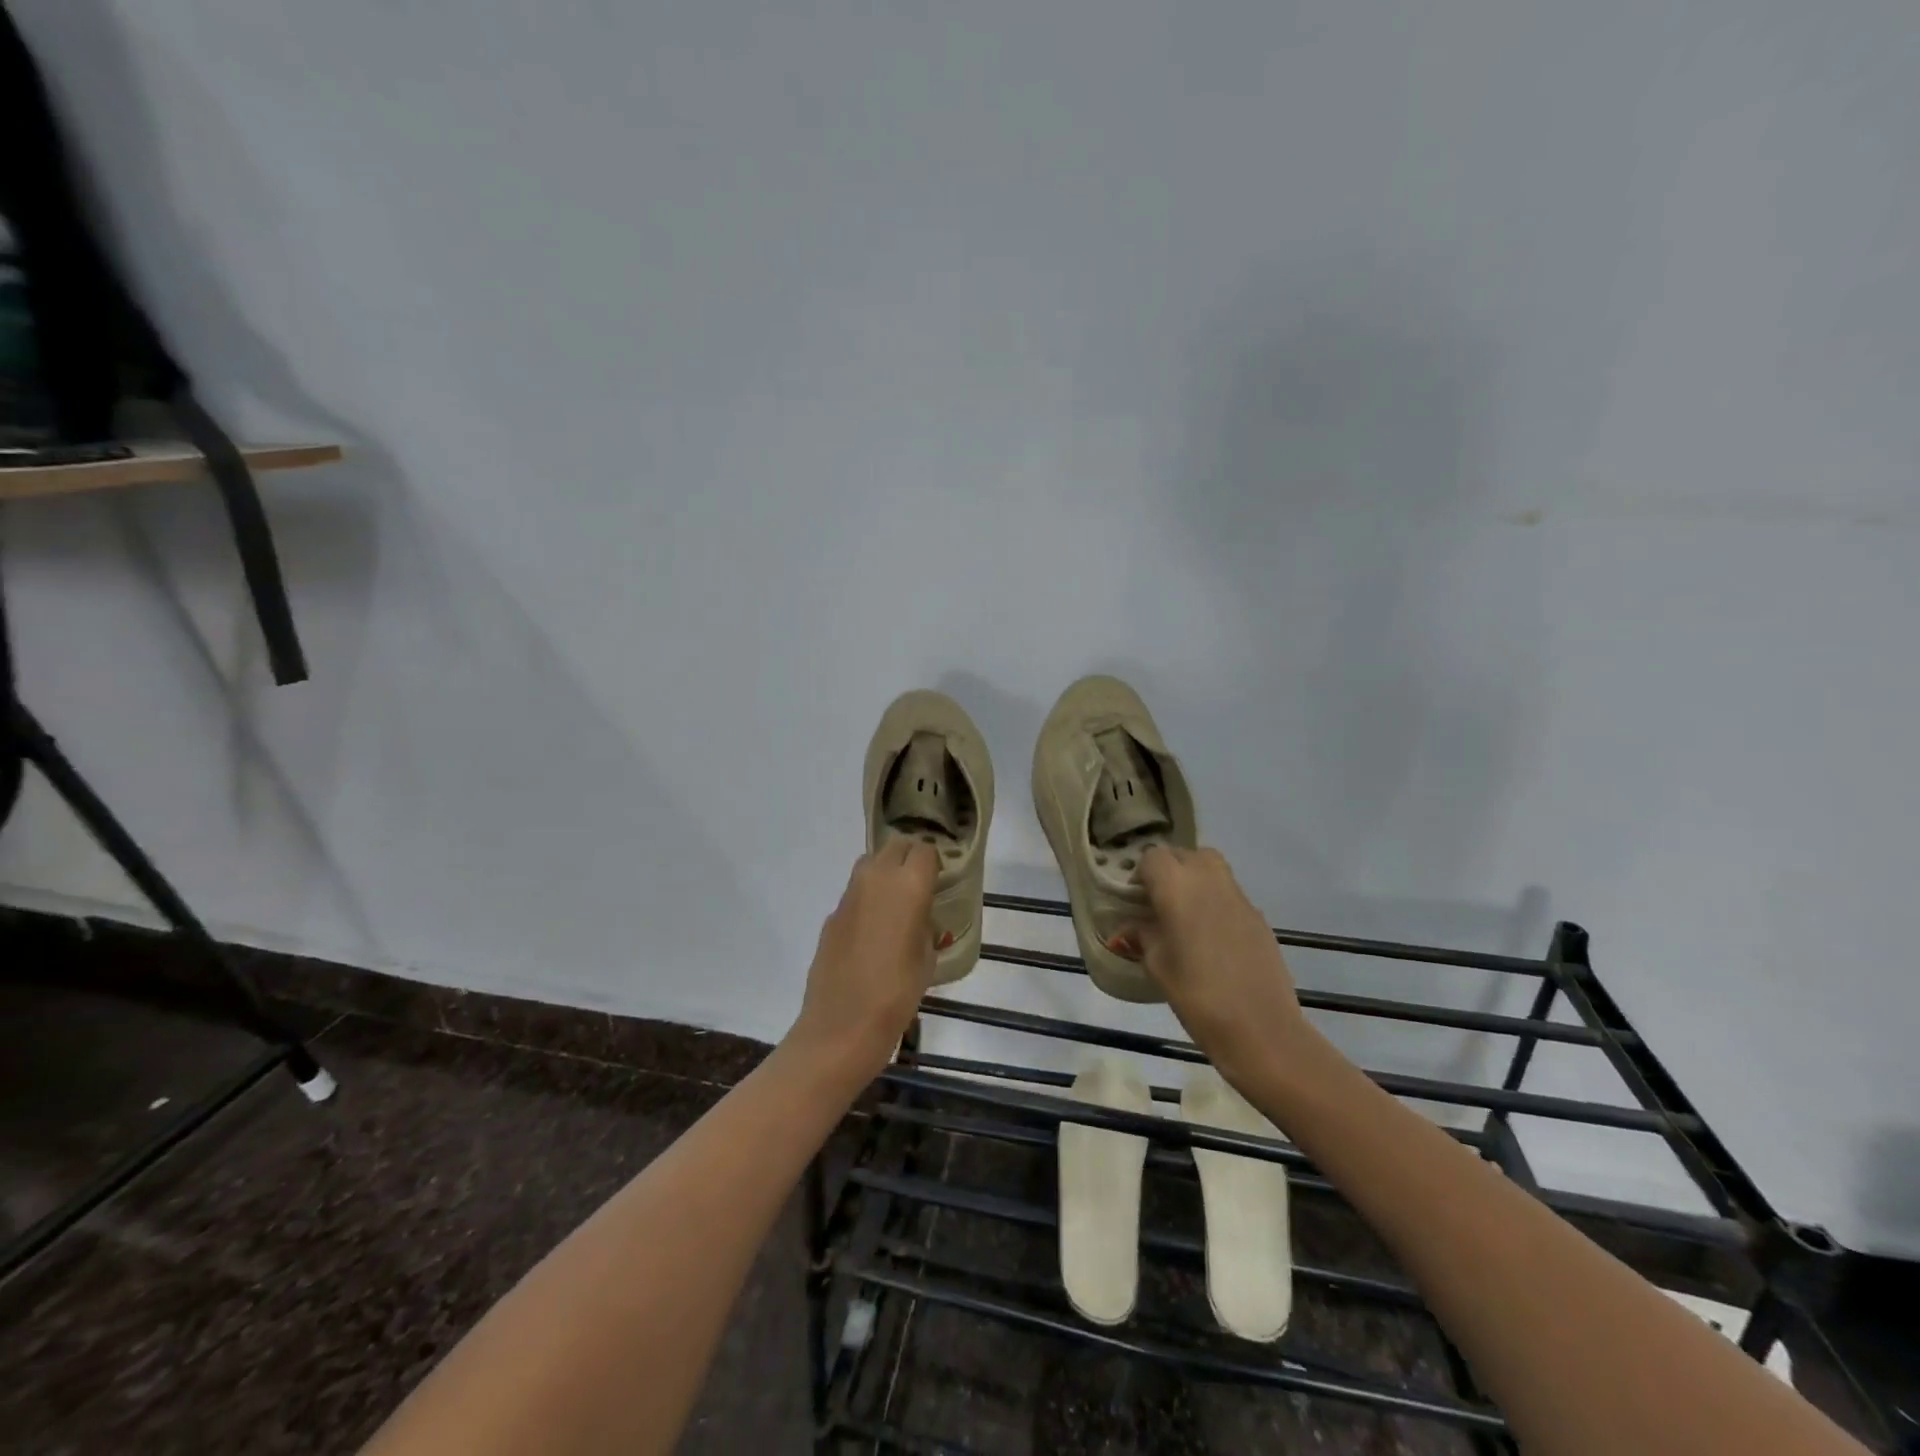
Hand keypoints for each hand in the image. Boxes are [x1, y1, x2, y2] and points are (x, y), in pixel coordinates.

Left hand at [788, 839, 939, 1079]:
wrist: (843, 1023)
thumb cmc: (898, 992)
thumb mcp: (927, 957)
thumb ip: (926, 926)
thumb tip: (920, 919)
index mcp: (908, 884)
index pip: (925, 850)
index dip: (934, 862)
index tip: (939, 880)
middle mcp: (877, 878)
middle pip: (895, 846)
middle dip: (908, 857)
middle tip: (918, 884)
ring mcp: (849, 894)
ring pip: (870, 863)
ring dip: (884, 873)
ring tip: (895, 903)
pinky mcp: (832, 914)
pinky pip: (854, 893)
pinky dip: (866, 900)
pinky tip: (872, 931)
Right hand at [1133, 846, 1308, 1089]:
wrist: (1261, 1028)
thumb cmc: (1197, 995)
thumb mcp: (1158, 966)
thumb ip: (1142, 938)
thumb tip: (1126, 929)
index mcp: (1177, 887)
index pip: (1153, 857)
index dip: (1141, 874)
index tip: (1135, 901)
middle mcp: (1210, 880)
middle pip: (1186, 854)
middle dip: (1170, 870)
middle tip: (1158, 903)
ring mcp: (1239, 897)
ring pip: (1212, 869)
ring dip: (1195, 881)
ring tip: (1184, 917)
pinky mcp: (1259, 917)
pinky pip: (1230, 895)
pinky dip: (1215, 903)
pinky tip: (1211, 939)